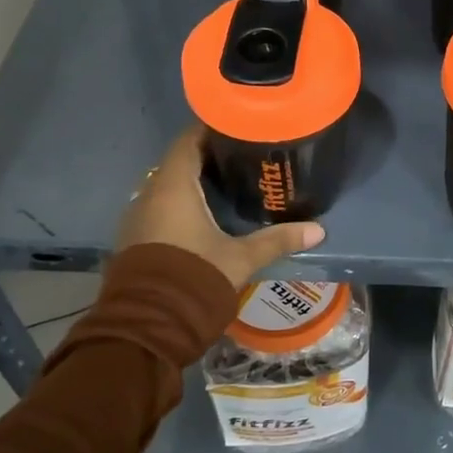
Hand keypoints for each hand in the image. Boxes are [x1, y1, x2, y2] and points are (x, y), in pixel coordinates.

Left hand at [117, 126, 324, 288]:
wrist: (147, 327)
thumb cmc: (195, 279)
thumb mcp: (241, 259)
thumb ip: (277, 240)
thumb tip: (318, 230)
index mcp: (173, 187)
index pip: (188, 141)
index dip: (209, 129)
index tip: (235, 124)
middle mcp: (149, 195)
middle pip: (177, 162)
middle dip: (205, 155)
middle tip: (239, 154)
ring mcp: (137, 218)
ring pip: (165, 185)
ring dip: (190, 181)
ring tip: (225, 181)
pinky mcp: (134, 239)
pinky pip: (158, 207)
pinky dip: (179, 202)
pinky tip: (202, 214)